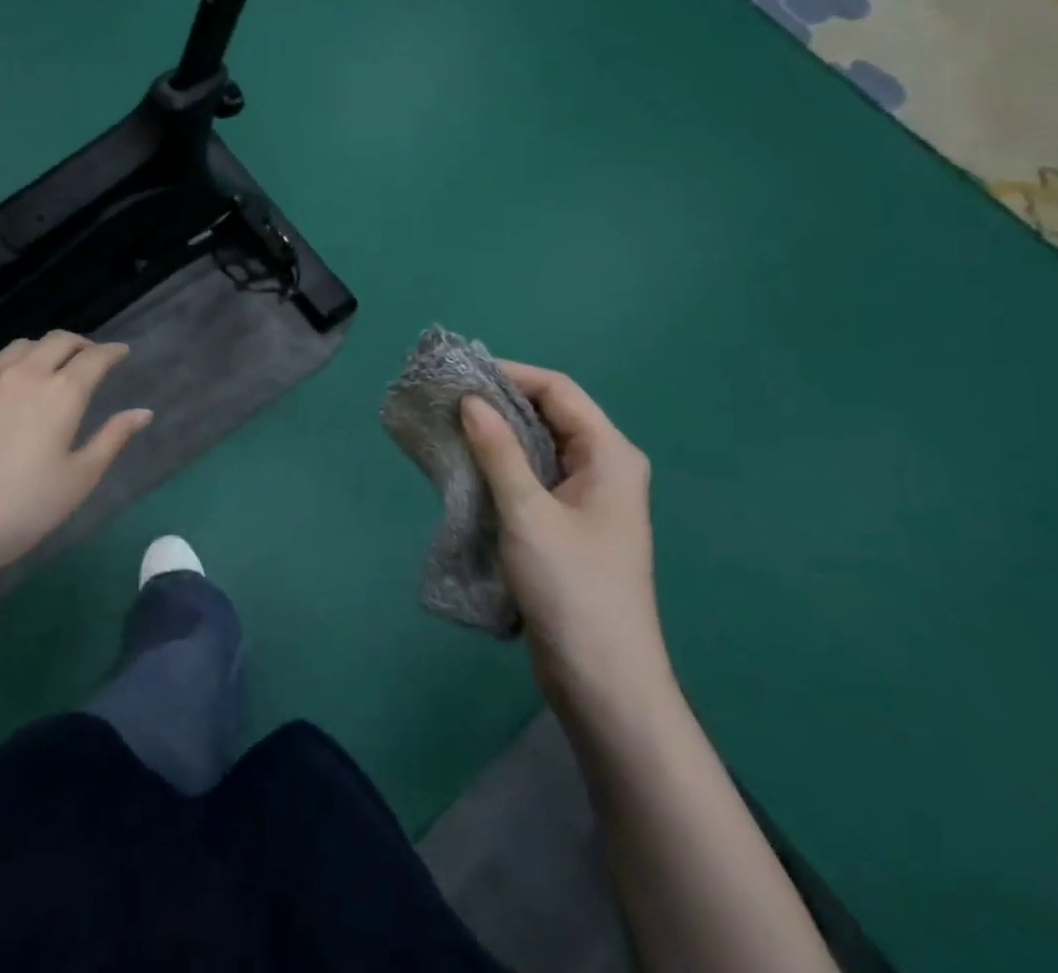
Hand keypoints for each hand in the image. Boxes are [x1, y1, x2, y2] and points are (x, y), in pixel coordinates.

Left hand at [0, 332, 152, 586]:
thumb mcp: (79, 479)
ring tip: (48, 363)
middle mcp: (25, 375)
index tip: (122, 352)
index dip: (112, 352)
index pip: (94, 358)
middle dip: (80, 343)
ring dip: (41, 349)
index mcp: (62, 393)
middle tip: (90, 356)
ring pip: (19, 347)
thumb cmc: (22, 509)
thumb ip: (112, 439)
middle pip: (57, 341)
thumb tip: (143, 412)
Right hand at [461, 362, 668, 718]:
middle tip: (447, 398)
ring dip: (498, 435)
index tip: (460, 374)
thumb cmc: (573, 589)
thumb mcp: (528, 513)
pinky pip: (534, 478)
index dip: (511, 375)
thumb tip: (471, 399)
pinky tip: (468, 467)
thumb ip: (499, 451)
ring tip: (449, 426)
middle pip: (550, 415)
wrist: (604, 683)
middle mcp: (604, 468)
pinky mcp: (569, 525)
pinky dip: (503, 466)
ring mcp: (588, 499)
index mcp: (610, 454)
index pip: (558, 391)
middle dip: (500, 402)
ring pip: (539, 447)